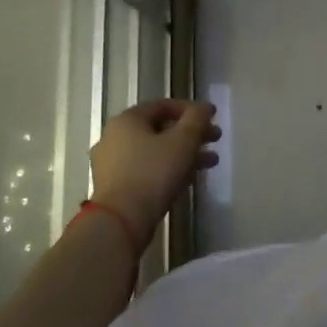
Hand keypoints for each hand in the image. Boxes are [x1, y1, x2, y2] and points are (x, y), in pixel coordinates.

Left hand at [87, 99, 220, 253]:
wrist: (120, 221)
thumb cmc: (153, 173)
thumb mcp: (183, 141)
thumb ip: (197, 119)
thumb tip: (204, 107)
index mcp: (127, 120)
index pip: (163, 105)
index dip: (191, 109)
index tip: (213, 118)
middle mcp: (114, 137)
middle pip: (160, 129)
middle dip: (191, 134)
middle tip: (215, 140)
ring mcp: (111, 164)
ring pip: (155, 151)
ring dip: (184, 154)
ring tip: (210, 162)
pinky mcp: (114, 187)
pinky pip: (146, 170)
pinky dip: (168, 169)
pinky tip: (189, 179)